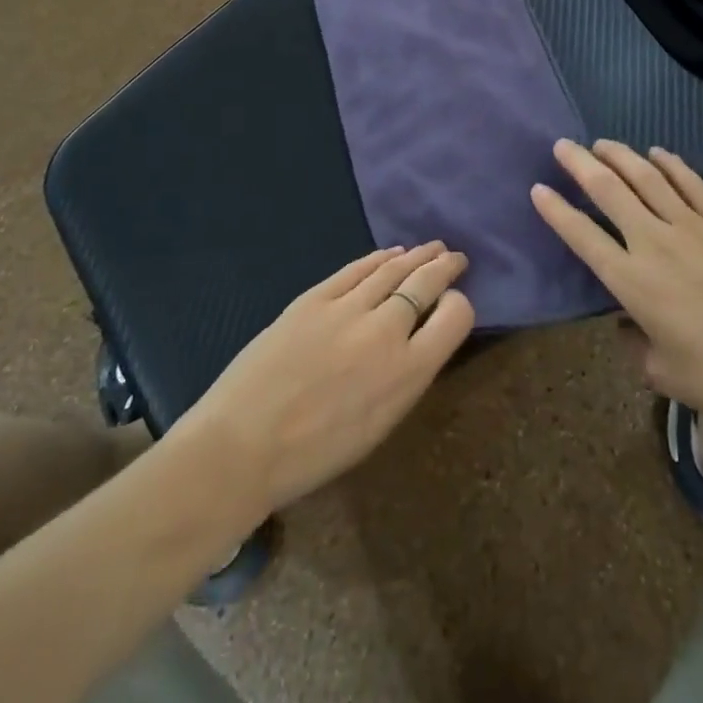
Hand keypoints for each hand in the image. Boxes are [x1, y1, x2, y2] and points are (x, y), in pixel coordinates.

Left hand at [181, 242, 474, 517]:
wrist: (243, 445)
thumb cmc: (314, 454)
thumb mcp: (378, 425)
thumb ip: (403, 377)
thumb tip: (414, 341)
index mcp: (408, 373)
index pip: (456, 317)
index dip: (459, 305)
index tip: (454, 303)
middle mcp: (386, 331)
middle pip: (426, 283)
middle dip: (445, 267)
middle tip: (455, 258)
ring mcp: (348, 308)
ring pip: (393, 269)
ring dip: (417, 256)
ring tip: (431, 248)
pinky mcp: (315, 296)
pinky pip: (356, 269)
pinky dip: (378, 258)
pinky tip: (390, 253)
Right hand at [531, 139, 702, 434]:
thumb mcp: (662, 372)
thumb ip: (634, 343)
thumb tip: (626, 323)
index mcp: (632, 282)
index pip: (581, 235)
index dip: (555, 210)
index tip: (538, 188)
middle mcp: (654, 243)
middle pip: (608, 190)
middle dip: (579, 163)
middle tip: (562, 145)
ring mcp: (692, 226)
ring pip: (647, 177)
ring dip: (619, 155)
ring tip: (601, 143)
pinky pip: (691, 182)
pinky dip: (671, 163)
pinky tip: (657, 153)